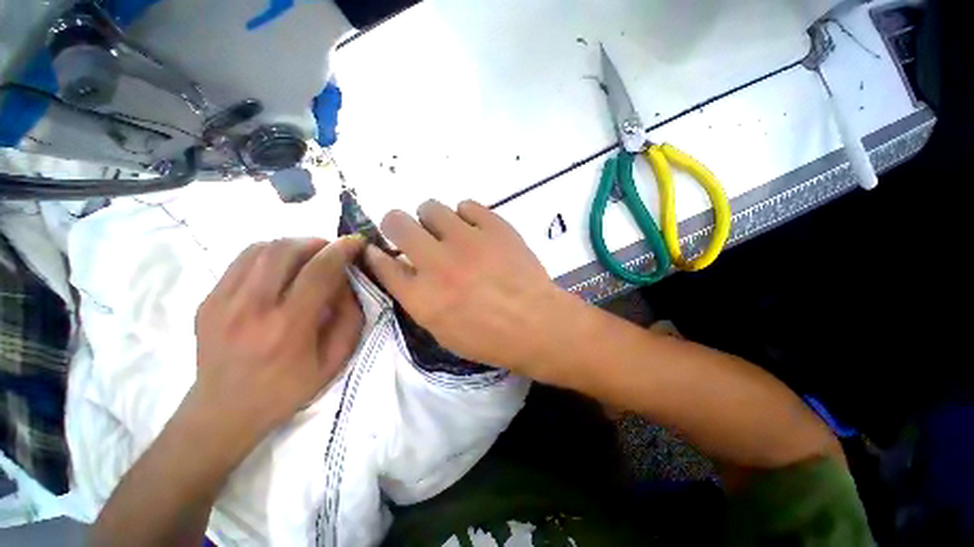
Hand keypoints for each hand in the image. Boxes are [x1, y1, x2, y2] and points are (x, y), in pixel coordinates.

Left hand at [193, 236, 365, 444]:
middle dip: (316, 242)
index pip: (319, 271)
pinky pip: (241, 261)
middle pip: (285, 250)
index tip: (356, 241)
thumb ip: (350, 317)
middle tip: (330, 251)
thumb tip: (348, 283)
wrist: (224, 411)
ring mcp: (222, 302)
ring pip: (260, 249)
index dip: (341, 250)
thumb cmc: (288, 389)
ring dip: (291, 245)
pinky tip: (279, 270)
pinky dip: (268, 255)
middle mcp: (251, 308)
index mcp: (288, 327)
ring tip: (306, 257)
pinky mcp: (207, 300)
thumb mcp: (335, 360)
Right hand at [364, 200, 563, 371]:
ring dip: (433, 219)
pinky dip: (466, 216)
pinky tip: (475, 230)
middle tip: (410, 233)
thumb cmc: (490, 338)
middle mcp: (436, 262)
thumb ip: (419, 300)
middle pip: (397, 223)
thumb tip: (407, 272)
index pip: (382, 264)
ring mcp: (466, 240)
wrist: (537, 323)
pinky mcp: (494, 226)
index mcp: (422, 296)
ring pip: (431, 207)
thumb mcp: (444, 332)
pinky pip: (467, 206)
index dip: (376, 254)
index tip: (379, 249)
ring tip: (447, 232)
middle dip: (396, 224)